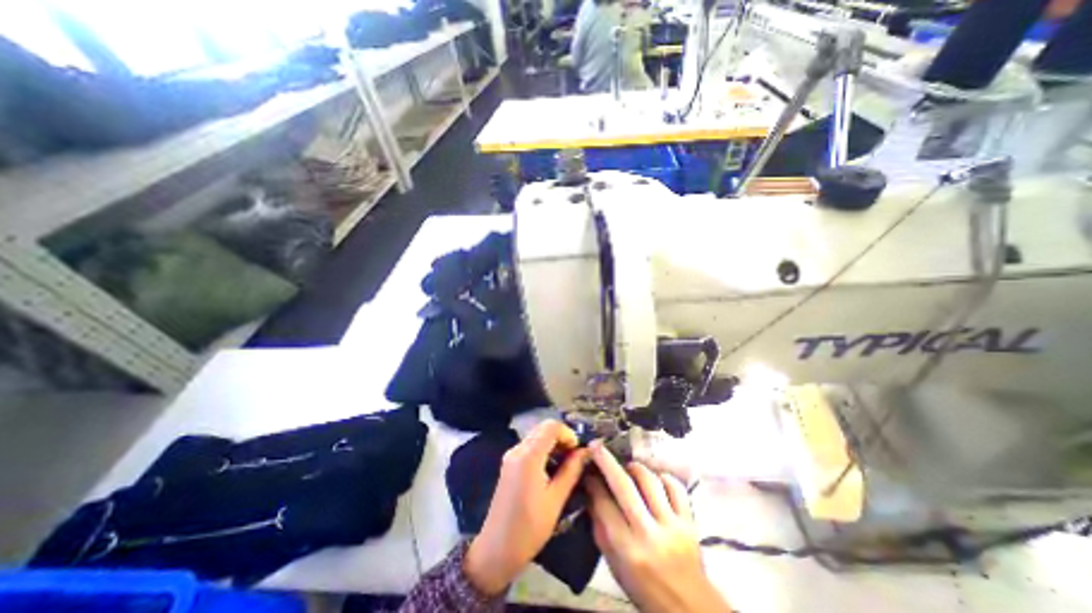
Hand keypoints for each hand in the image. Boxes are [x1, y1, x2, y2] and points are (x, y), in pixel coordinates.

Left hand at [465, 418, 592, 594]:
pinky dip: (544, 451)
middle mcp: (518, 449)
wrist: (496, 550)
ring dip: (553, 444)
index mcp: (529, 456)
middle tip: (574, 459)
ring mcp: (511, 455)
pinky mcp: (510, 463)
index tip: (578, 452)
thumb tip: (586, 451)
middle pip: (543, 428)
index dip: (568, 434)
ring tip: (566, 466)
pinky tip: (551, 470)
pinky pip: (530, 446)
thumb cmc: (529, 528)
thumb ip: (571, 470)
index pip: (551, 426)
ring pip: (537, 436)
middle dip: (562, 438)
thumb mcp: (556, 499)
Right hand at [585, 440, 726, 612]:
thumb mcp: (614, 566)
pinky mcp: (689, 521)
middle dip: (607, 462)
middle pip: (625, 487)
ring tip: (628, 468)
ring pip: (650, 481)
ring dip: (635, 468)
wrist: (689, 608)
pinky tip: (655, 479)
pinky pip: (675, 487)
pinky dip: (662, 477)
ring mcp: (672, 525)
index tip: (587, 471)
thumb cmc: (644, 588)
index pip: (604, 505)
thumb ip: (601, 529)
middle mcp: (648, 533)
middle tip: (596, 447)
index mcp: (627, 548)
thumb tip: (590, 495)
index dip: (593, 483)